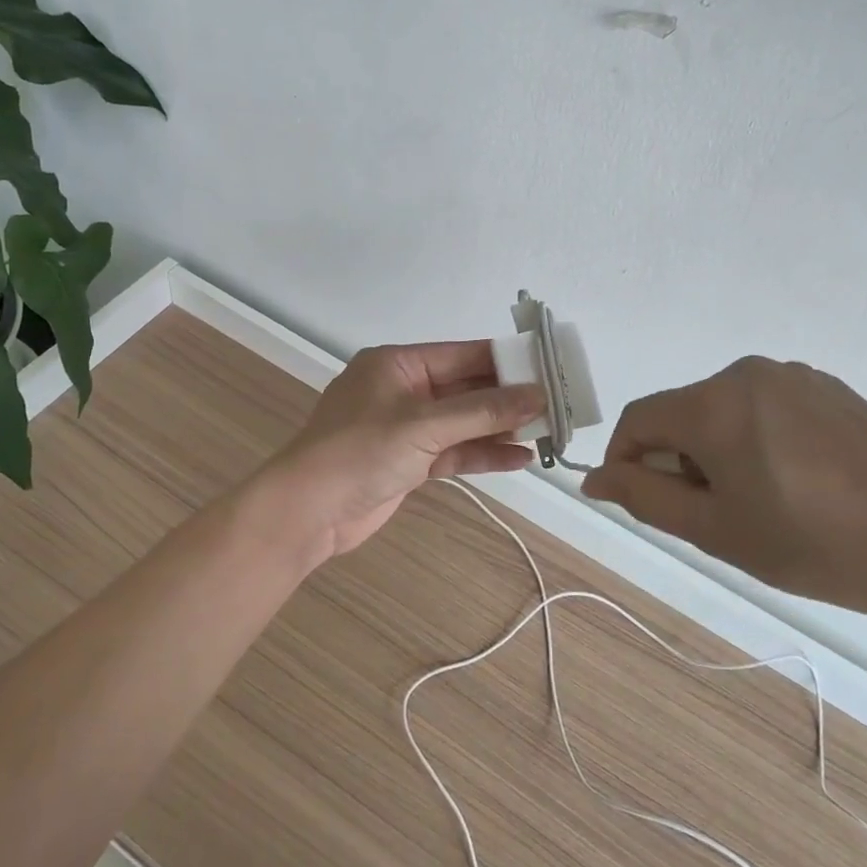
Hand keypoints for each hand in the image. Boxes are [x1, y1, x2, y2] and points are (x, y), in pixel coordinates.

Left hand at [259, 341, 545, 566]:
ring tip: (549, 432)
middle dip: (509, 398)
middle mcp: (404, 390)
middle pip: (467, 388)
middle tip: (558, 404)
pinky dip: (482, 454)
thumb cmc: (360, 452)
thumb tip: (537, 395)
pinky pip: (453, 451)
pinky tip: (520, 459)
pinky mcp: (409, 461)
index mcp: (399, 364)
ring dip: (501, 428)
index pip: (463, 354)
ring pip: (463, 422)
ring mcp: (406, 427)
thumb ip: (482, 411)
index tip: (549, 367)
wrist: (307, 512)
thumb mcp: (424, 426)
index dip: (507, 360)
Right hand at [581, 357, 866, 627]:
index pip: (640, 419)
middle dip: (678, 459)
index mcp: (714, 403)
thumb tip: (594, 478)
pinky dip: (757, 438)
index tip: (640, 503)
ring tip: (758, 502)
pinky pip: (766, 407)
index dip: (626, 461)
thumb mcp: (716, 530)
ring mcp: (794, 376)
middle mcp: (748, 373)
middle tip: (711, 516)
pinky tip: (796, 482)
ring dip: (717, 449)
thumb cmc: (814, 544)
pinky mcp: (830, 388)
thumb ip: (644, 498)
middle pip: (682, 413)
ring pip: (723, 410)